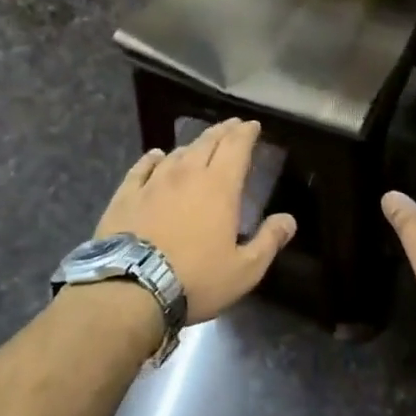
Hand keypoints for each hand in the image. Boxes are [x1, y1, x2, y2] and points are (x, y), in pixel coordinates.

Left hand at [95, 119, 295, 322]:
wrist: (130, 290)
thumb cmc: (196, 279)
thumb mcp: (245, 269)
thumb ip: (269, 241)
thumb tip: (289, 220)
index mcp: (220, 186)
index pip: (236, 147)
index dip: (246, 133)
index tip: (252, 125)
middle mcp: (187, 174)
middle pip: (207, 143)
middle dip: (223, 132)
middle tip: (232, 127)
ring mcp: (153, 183)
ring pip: (176, 153)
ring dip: (192, 146)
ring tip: (200, 146)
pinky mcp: (125, 196)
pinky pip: (141, 168)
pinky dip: (153, 158)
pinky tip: (155, 155)